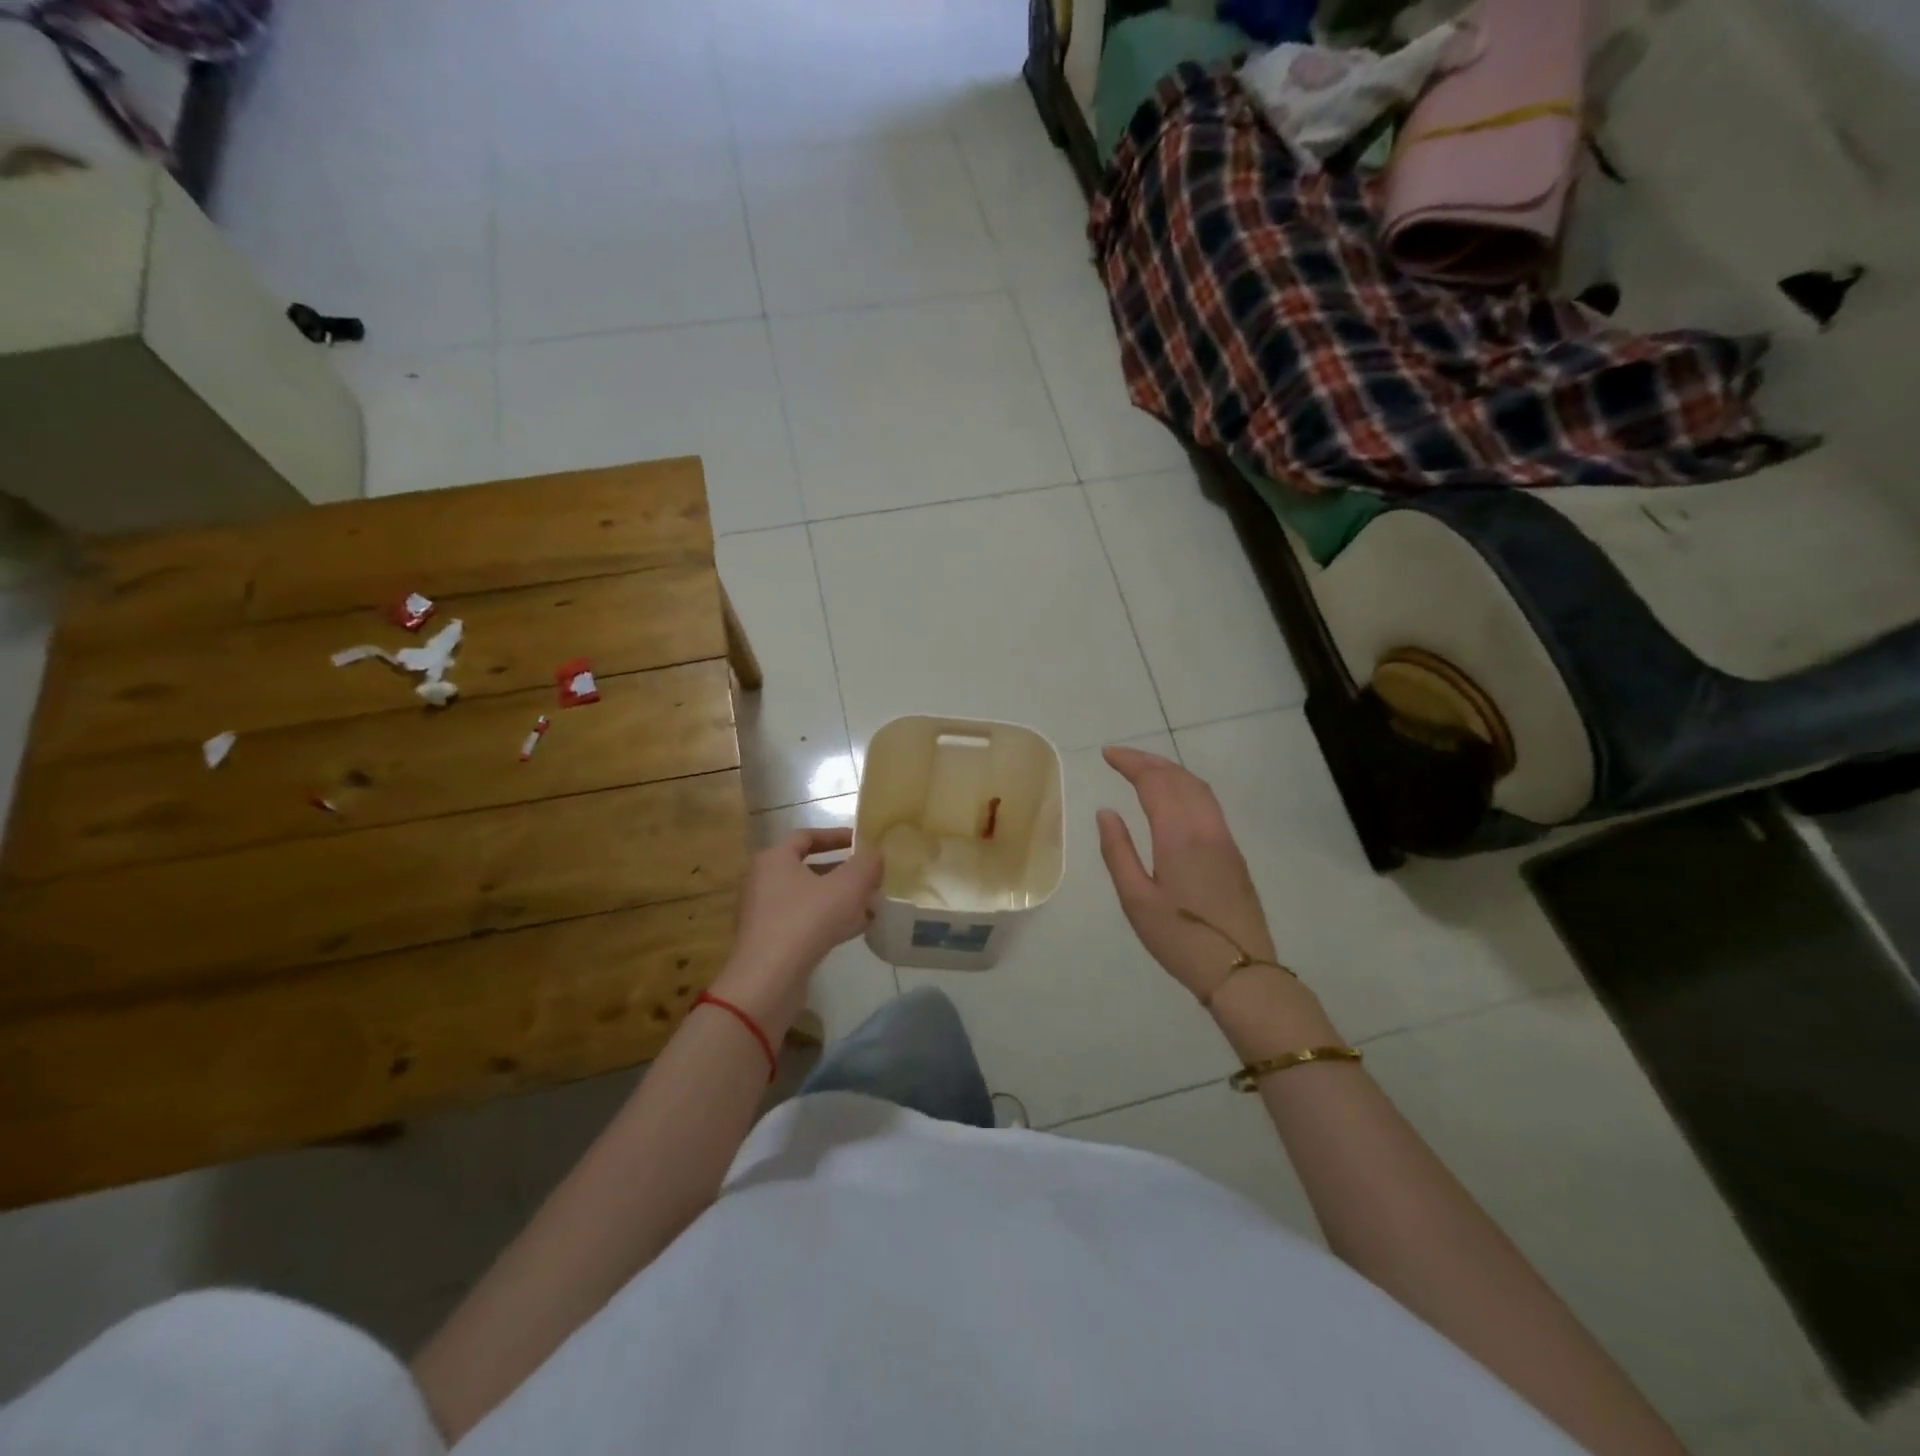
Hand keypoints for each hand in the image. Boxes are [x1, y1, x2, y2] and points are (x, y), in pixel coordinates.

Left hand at [712, 828, 881, 1031]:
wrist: (769, 980)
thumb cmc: (806, 919)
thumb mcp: (847, 885)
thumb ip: (866, 863)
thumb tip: (874, 853)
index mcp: (775, 859)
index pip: (807, 836)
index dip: (836, 836)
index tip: (862, 842)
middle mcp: (765, 882)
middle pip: (810, 868)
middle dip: (844, 872)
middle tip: (872, 876)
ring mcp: (766, 914)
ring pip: (811, 898)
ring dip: (841, 898)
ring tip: (872, 903)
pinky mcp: (772, 942)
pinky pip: (806, 922)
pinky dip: (831, 920)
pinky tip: (858, 928)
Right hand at [1096, 745, 1281, 1002]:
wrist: (1242, 971)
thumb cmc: (1180, 939)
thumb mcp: (1136, 900)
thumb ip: (1118, 851)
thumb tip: (1106, 812)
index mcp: (1178, 835)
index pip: (1154, 782)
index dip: (1131, 763)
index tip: (1107, 754)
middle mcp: (1205, 828)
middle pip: (1179, 778)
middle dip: (1149, 761)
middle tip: (1120, 757)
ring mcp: (1224, 839)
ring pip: (1198, 788)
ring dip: (1170, 771)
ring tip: (1144, 770)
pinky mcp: (1234, 853)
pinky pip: (1209, 803)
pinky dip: (1186, 787)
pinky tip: (1175, 798)